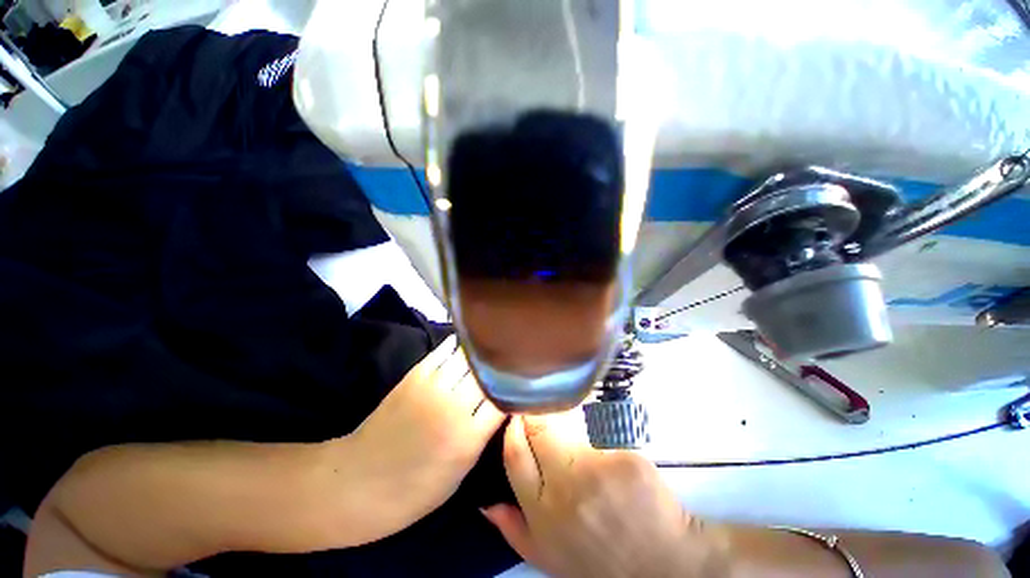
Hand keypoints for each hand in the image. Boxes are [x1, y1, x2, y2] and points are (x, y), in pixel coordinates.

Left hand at [340, 335, 504, 541]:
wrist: (357, 482)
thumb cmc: (413, 491)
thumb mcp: (459, 472)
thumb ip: (483, 434)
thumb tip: (502, 403)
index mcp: (467, 438)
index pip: (505, 399)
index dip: (518, 388)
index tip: (526, 382)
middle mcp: (453, 406)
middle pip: (489, 373)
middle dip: (504, 366)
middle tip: (516, 359)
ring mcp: (433, 386)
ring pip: (470, 357)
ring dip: (485, 353)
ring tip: (497, 347)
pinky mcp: (415, 374)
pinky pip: (446, 351)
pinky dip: (461, 346)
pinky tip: (470, 345)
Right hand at [482, 413, 730, 577]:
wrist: (664, 565)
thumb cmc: (601, 560)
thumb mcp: (550, 557)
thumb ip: (515, 531)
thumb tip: (485, 505)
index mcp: (542, 511)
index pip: (515, 453)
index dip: (514, 428)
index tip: (518, 415)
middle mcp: (564, 487)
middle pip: (539, 428)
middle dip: (537, 413)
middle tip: (544, 409)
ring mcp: (596, 469)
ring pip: (569, 422)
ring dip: (566, 418)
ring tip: (574, 426)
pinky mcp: (623, 456)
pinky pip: (599, 428)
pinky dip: (596, 427)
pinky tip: (604, 442)